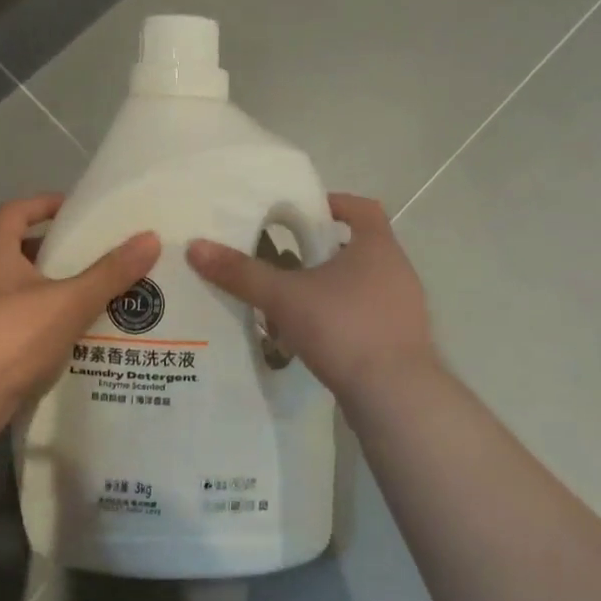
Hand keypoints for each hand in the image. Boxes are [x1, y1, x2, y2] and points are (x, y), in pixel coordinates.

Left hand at [0, 194, 159, 459]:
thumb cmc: (8, 338)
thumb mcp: (67, 302)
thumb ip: (109, 273)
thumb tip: (150, 237)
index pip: (14, 213)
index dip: (43, 204)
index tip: (76, 209)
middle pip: (19, 253)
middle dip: (58, 253)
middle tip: (98, 256)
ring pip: (23, 294)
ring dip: (56, 293)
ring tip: (98, 297)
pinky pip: (22, 328)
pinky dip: (48, 327)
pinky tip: (78, 341)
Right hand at [187, 193, 437, 400]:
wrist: (395, 397)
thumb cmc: (343, 327)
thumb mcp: (284, 297)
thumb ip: (241, 273)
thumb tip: (196, 247)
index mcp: (377, 247)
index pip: (362, 208)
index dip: (336, 204)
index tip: (305, 212)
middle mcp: (397, 272)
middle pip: (359, 248)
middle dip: (323, 252)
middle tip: (286, 259)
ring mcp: (404, 310)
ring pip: (362, 287)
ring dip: (330, 289)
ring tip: (292, 301)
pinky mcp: (402, 344)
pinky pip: (367, 319)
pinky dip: (341, 320)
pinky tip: (312, 339)